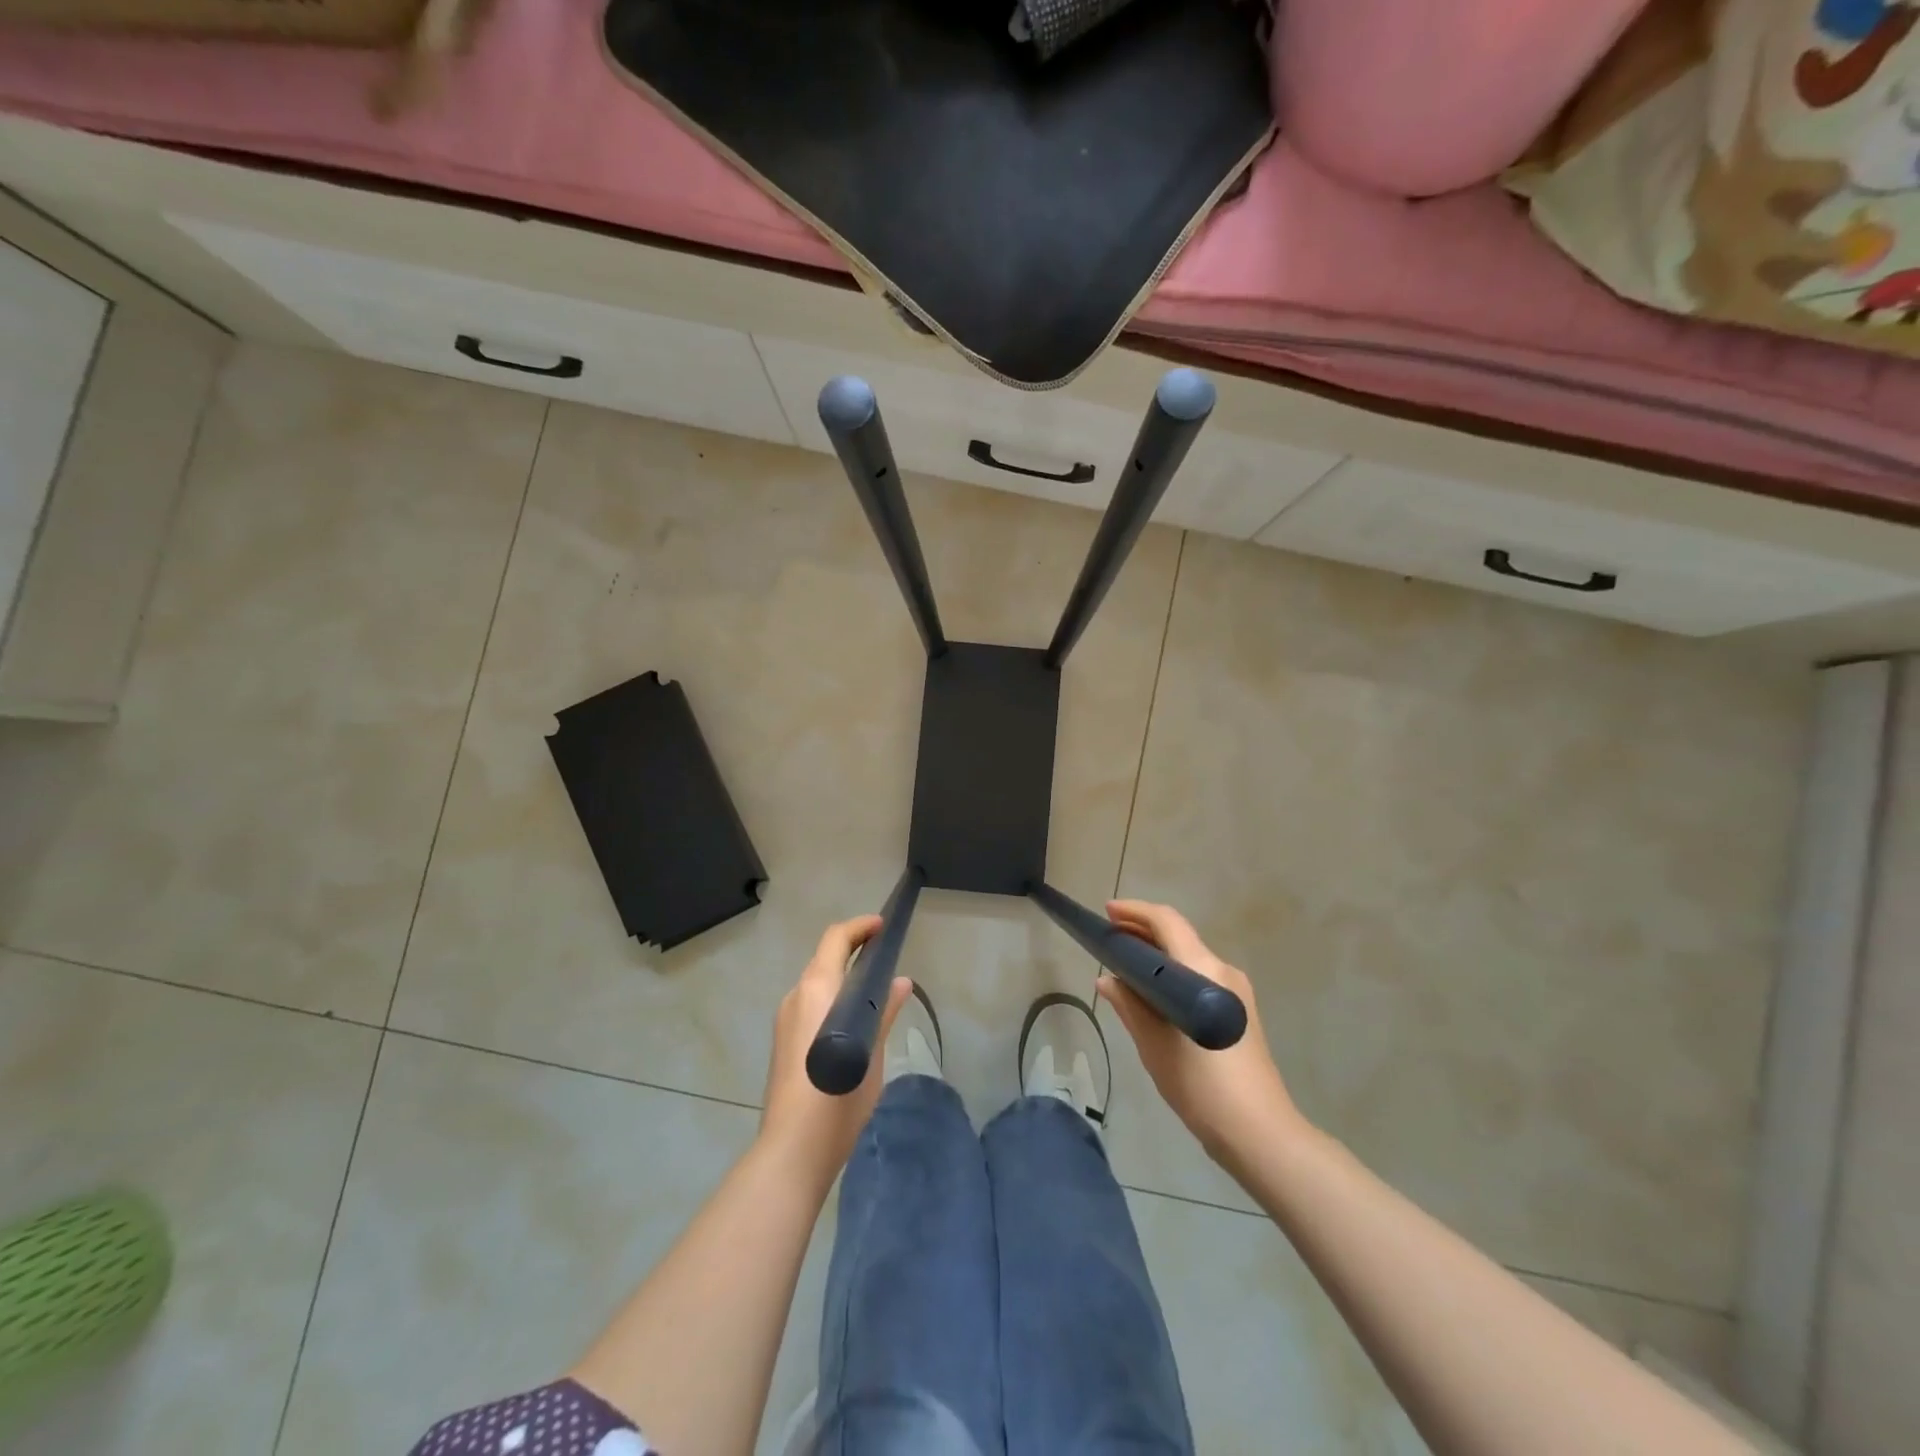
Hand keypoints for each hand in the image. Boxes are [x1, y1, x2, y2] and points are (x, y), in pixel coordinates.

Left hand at [759, 915, 911, 1188]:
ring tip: (873, 989)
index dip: (859, 927)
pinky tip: (852, 1020)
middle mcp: (797, 995)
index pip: (836, 939)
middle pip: (824, 958)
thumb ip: (884, 1011)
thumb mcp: (872, 1052)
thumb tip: (900, 982)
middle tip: (884, 956)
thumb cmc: (839, 1095)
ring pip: (816, 982)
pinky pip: (809, 1004)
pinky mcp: (783, 1040)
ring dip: (841, 975)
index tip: (883, 926)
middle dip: (852, 950)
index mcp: (818, 989)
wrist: (793, 1147)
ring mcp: (786, 1018)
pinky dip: (831, 997)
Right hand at [1100, 900, 1305, 1172]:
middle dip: (1143, 931)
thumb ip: (1130, 1005)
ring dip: (1158, 953)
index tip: (1107, 913)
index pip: (1167, 922)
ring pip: (1190, 956)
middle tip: (1110, 937)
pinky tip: (1152, 992)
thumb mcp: (1154, 1045)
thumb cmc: (1201, 1086)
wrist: (1260, 1132)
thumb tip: (1107, 979)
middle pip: (1179, 936)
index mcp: (1202, 971)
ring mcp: (1236, 990)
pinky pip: (1200, 976)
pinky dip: (1173, 973)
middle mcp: (1223, 971)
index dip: (1135, 912)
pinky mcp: (1240, 1009)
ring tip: (1124, 964)